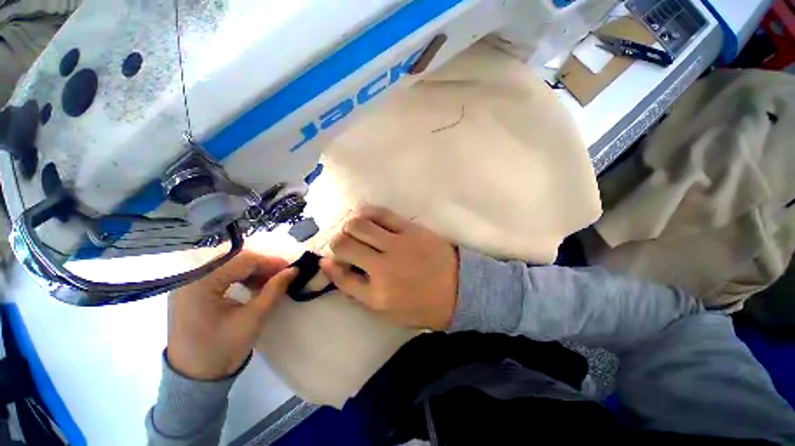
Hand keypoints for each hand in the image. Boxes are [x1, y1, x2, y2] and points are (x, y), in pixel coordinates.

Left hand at [167, 251, 296, 379]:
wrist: (194, 378)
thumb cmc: (222, 349)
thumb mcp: (253, 318)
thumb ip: (274, 289)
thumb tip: (293, 270)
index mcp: (200, 283)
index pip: (242, 261)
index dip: (270, 263)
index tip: (291, 268)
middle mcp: (190, 277)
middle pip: (234, 260)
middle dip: (262, 266)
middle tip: (283, 275)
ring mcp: (188, 283)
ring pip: (228, 265)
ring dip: (252, 271)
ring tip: (270, 282)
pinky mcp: (191, 290)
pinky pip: (220, 274)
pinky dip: (240, 277)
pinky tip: (252, 286)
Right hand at [320, 206, 458, 329]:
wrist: (457, 288)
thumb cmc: (420, 304)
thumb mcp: (384, 310)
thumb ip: (355, 289)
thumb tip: (329, 263)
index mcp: (377, 293)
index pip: (340, 273)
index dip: (331, 263)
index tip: (332, 259)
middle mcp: (383, 267)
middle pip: (344, 243)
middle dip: (337, 241)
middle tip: (344, 243)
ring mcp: (398, 244)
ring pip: (359, 224)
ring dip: (349, 225)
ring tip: (353, 229)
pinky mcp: (411, 229)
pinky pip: (382, 213)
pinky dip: (366, 212)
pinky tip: (365, 216)